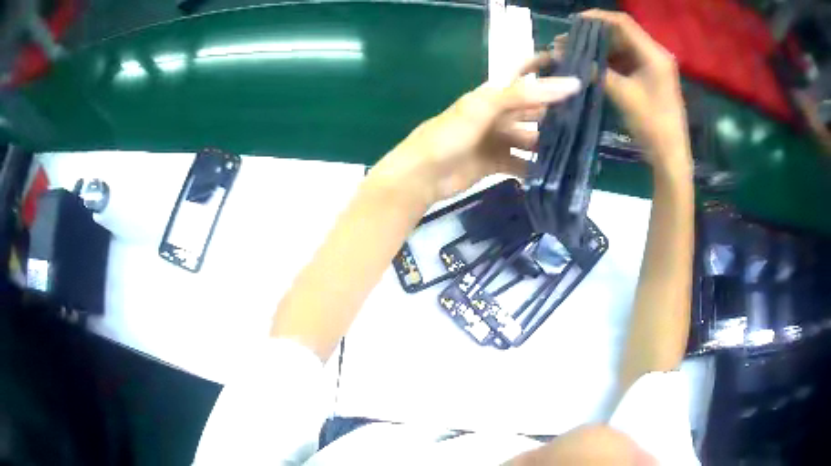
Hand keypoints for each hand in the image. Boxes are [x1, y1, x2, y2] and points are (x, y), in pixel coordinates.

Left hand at [371, 61, 580, 204]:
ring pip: (531, 138)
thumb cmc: (451, 134)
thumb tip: (569, 83)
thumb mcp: (486, 107)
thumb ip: (525, 94)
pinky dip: (535, 168)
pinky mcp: (497, 163)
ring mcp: (498, 139)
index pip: (524, 75)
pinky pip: (522, 163)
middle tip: (588, 118)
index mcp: (494, 95)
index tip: (574, 66)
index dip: (544, 67)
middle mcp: (498, 114)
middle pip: (533, 110)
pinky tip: (554, 174)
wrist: (423, 174)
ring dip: (549, 144)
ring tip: (579, 150)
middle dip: (556, 112)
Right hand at [579, 9, 690, 171]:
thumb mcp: (622, 95)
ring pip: (622, 46)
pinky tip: (592, 64)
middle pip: (622, 33)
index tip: (573, 22)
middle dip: (595, 34)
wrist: (670, 155)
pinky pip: (626, 60)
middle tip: (569, 40)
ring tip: (576, 52)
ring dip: (600, 48)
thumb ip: (595, 70)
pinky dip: (609, 60)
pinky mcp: (650, 76)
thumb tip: (563, 54)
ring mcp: (653, 65)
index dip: (597, 17)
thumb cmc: (651, 125)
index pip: (623, 23)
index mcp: (654, 54)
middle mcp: (655, 54)